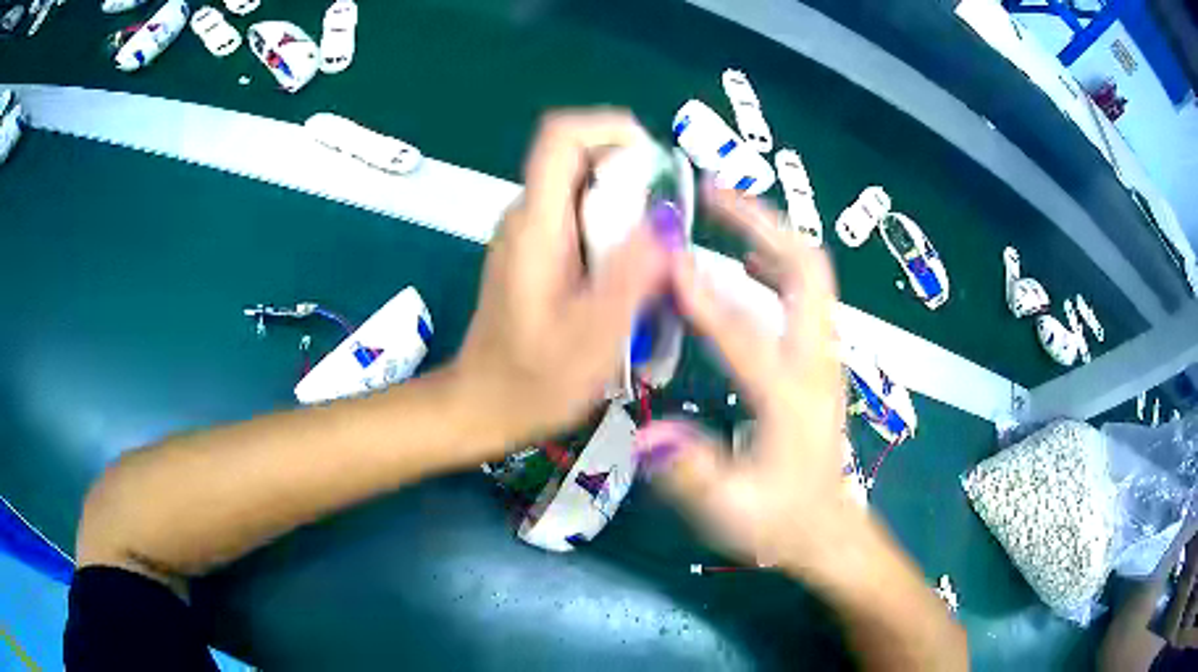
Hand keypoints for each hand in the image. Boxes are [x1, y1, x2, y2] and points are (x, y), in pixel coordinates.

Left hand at [450, 110, 670, 453]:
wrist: (482, 407)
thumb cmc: (533, 382)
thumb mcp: (593, 338)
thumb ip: (631, 275)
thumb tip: (666, 219)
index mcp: (536, 226)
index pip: (561, 136)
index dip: (610, 127)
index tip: (655, 161)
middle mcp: (527, 216)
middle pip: (581, 159)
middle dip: (633, 178)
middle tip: (668, 230)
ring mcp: (529, 234)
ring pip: (585, 189)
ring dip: (627, 209)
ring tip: (655, 261)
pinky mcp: (536, 252)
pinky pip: (580, 218)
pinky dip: (613, 231)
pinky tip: (628, 278)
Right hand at [636, 185, 856, 574]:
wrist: (827, 529)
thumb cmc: (779, 521)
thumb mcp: (731, 511)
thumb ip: (692, 474)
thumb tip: (648, 433)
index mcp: (792, 398)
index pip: (746, 332)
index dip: (704, 293)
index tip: (665, 256)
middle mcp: (816, 362)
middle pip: (807, 269)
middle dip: (762, 223)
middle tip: (713, 195)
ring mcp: (823, 355)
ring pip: (810, 273)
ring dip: (769, 234)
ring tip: (723, 210)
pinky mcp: (819, 357)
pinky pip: (805, 292)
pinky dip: (776, 262)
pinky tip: (745, 261)